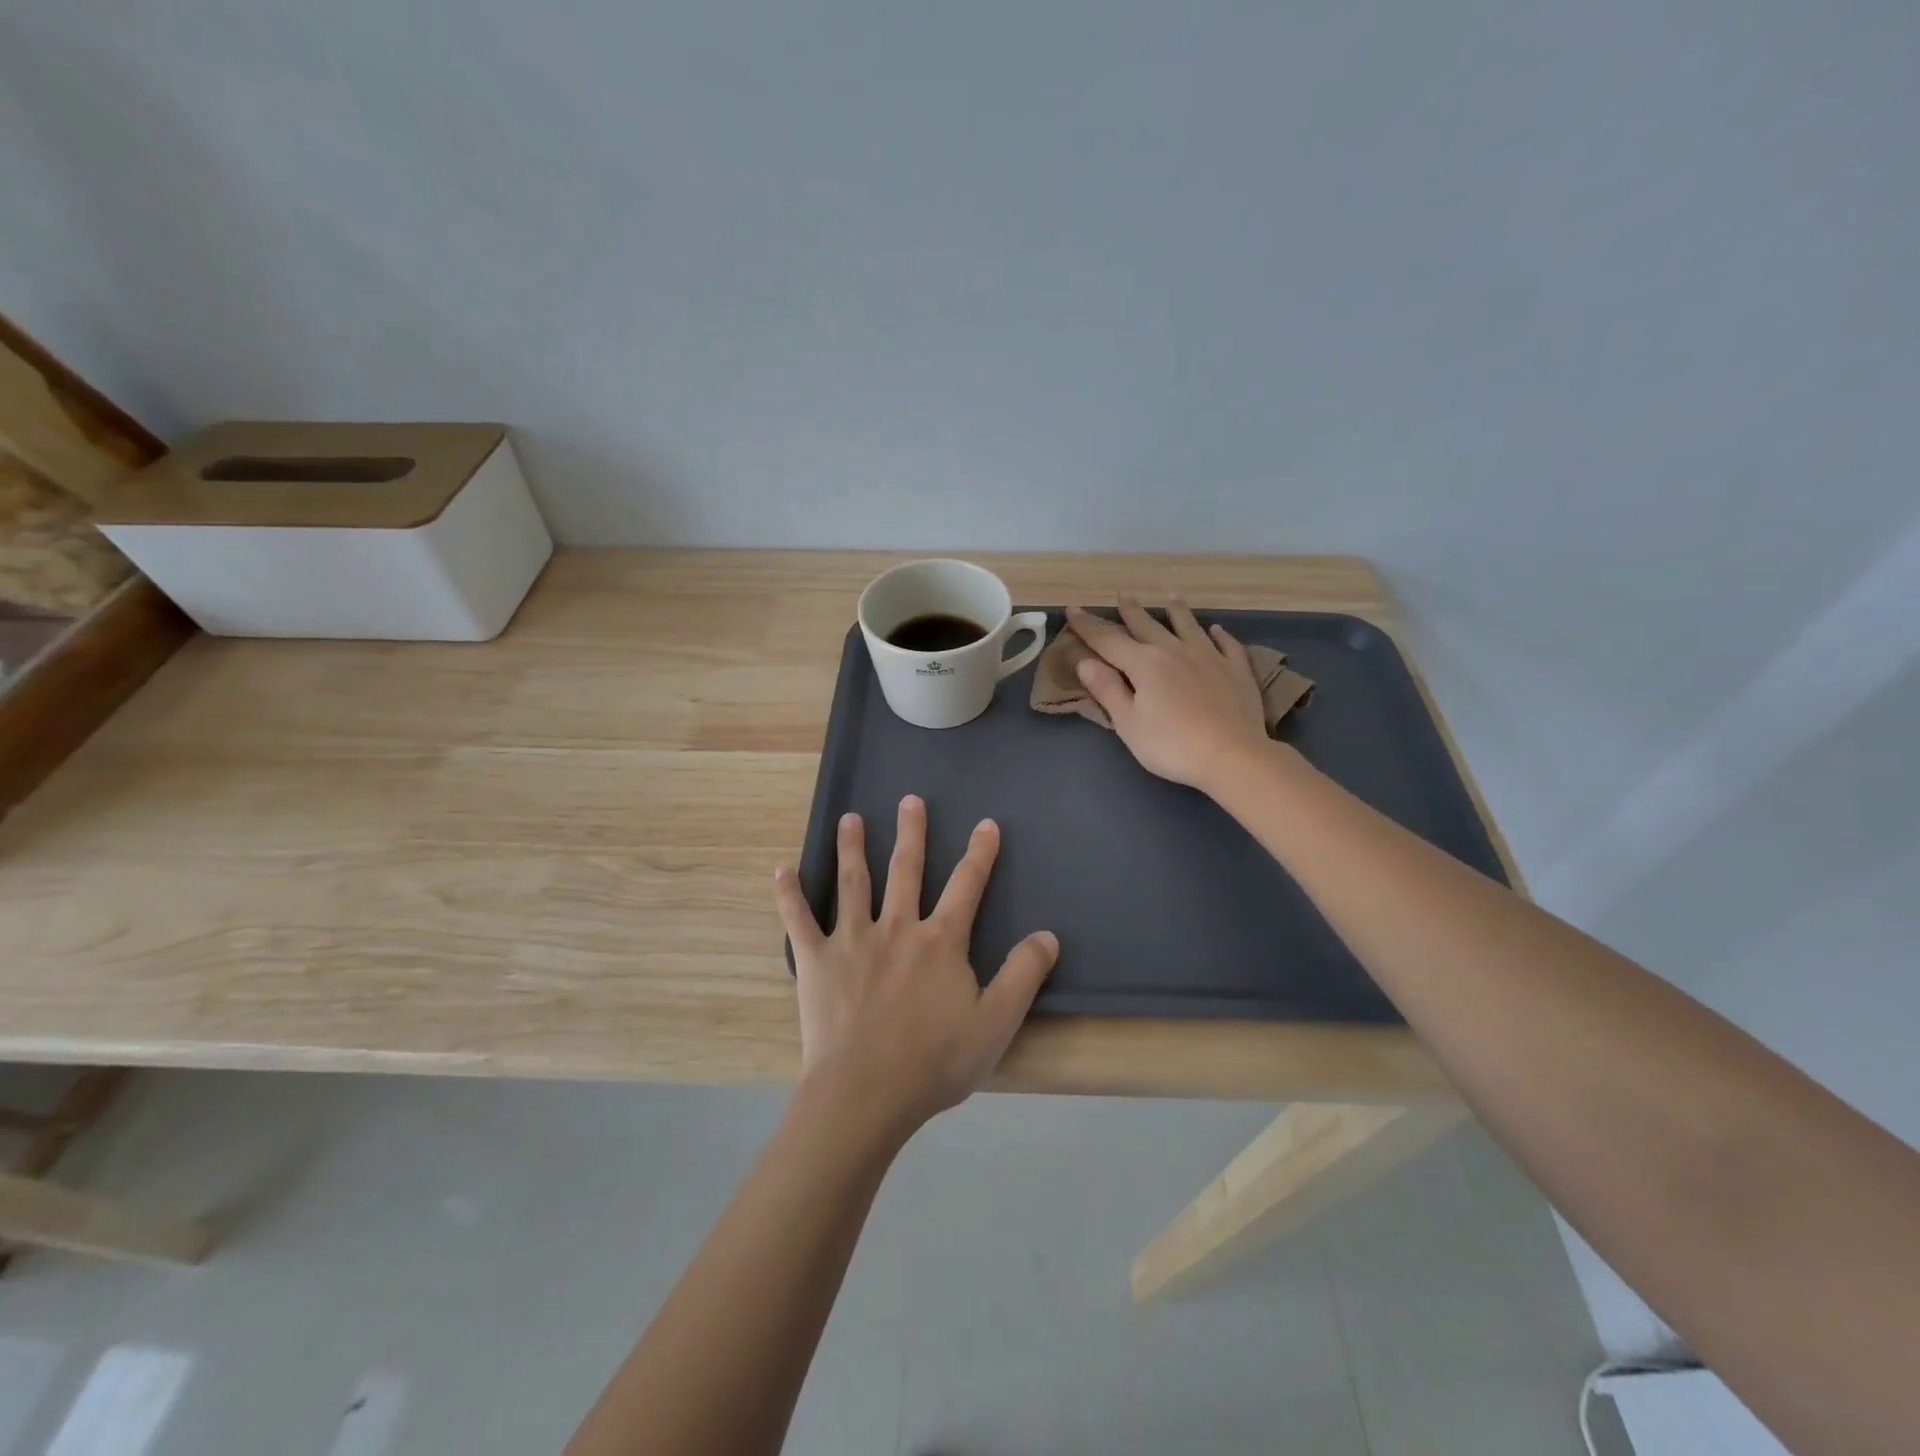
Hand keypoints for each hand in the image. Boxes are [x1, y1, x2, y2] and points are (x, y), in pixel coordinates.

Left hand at [773, 794, 1058, 1136]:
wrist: (866, 1094)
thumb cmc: (934, 1061)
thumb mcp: (996, 1022)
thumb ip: (1024, 975)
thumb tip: (1048, 935)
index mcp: (940, 941)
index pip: (966, 885)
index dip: (979, 854)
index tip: (986, 824)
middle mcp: (897, 927)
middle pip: (906, 869)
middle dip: (911, 833)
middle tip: (910, 799)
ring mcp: (852, 940)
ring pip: (854, 882)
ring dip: (852, 847)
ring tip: (851, 818)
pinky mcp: (817, 962)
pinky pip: (799, 921)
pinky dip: (789, 895)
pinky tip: (782, 871)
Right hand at [1065, 593, 1270, 793]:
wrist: (1232, 756)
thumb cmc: (1171, 745)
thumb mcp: (1128, 723)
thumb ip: (1107, 690)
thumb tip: (1084, 662)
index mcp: (1144, 663)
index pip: (1108, 640)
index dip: (1089, 625)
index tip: (1073, 609)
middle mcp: (1175, 651)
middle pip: (1148, 626)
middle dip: (1132, 611)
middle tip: (1123, 594)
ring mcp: (1209, 657)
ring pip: (1189, 626)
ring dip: (1177, 610)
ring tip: (1170, 595)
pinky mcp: (1236, 671)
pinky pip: (1227, 645)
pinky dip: (1220, 635)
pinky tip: (1217, 629)